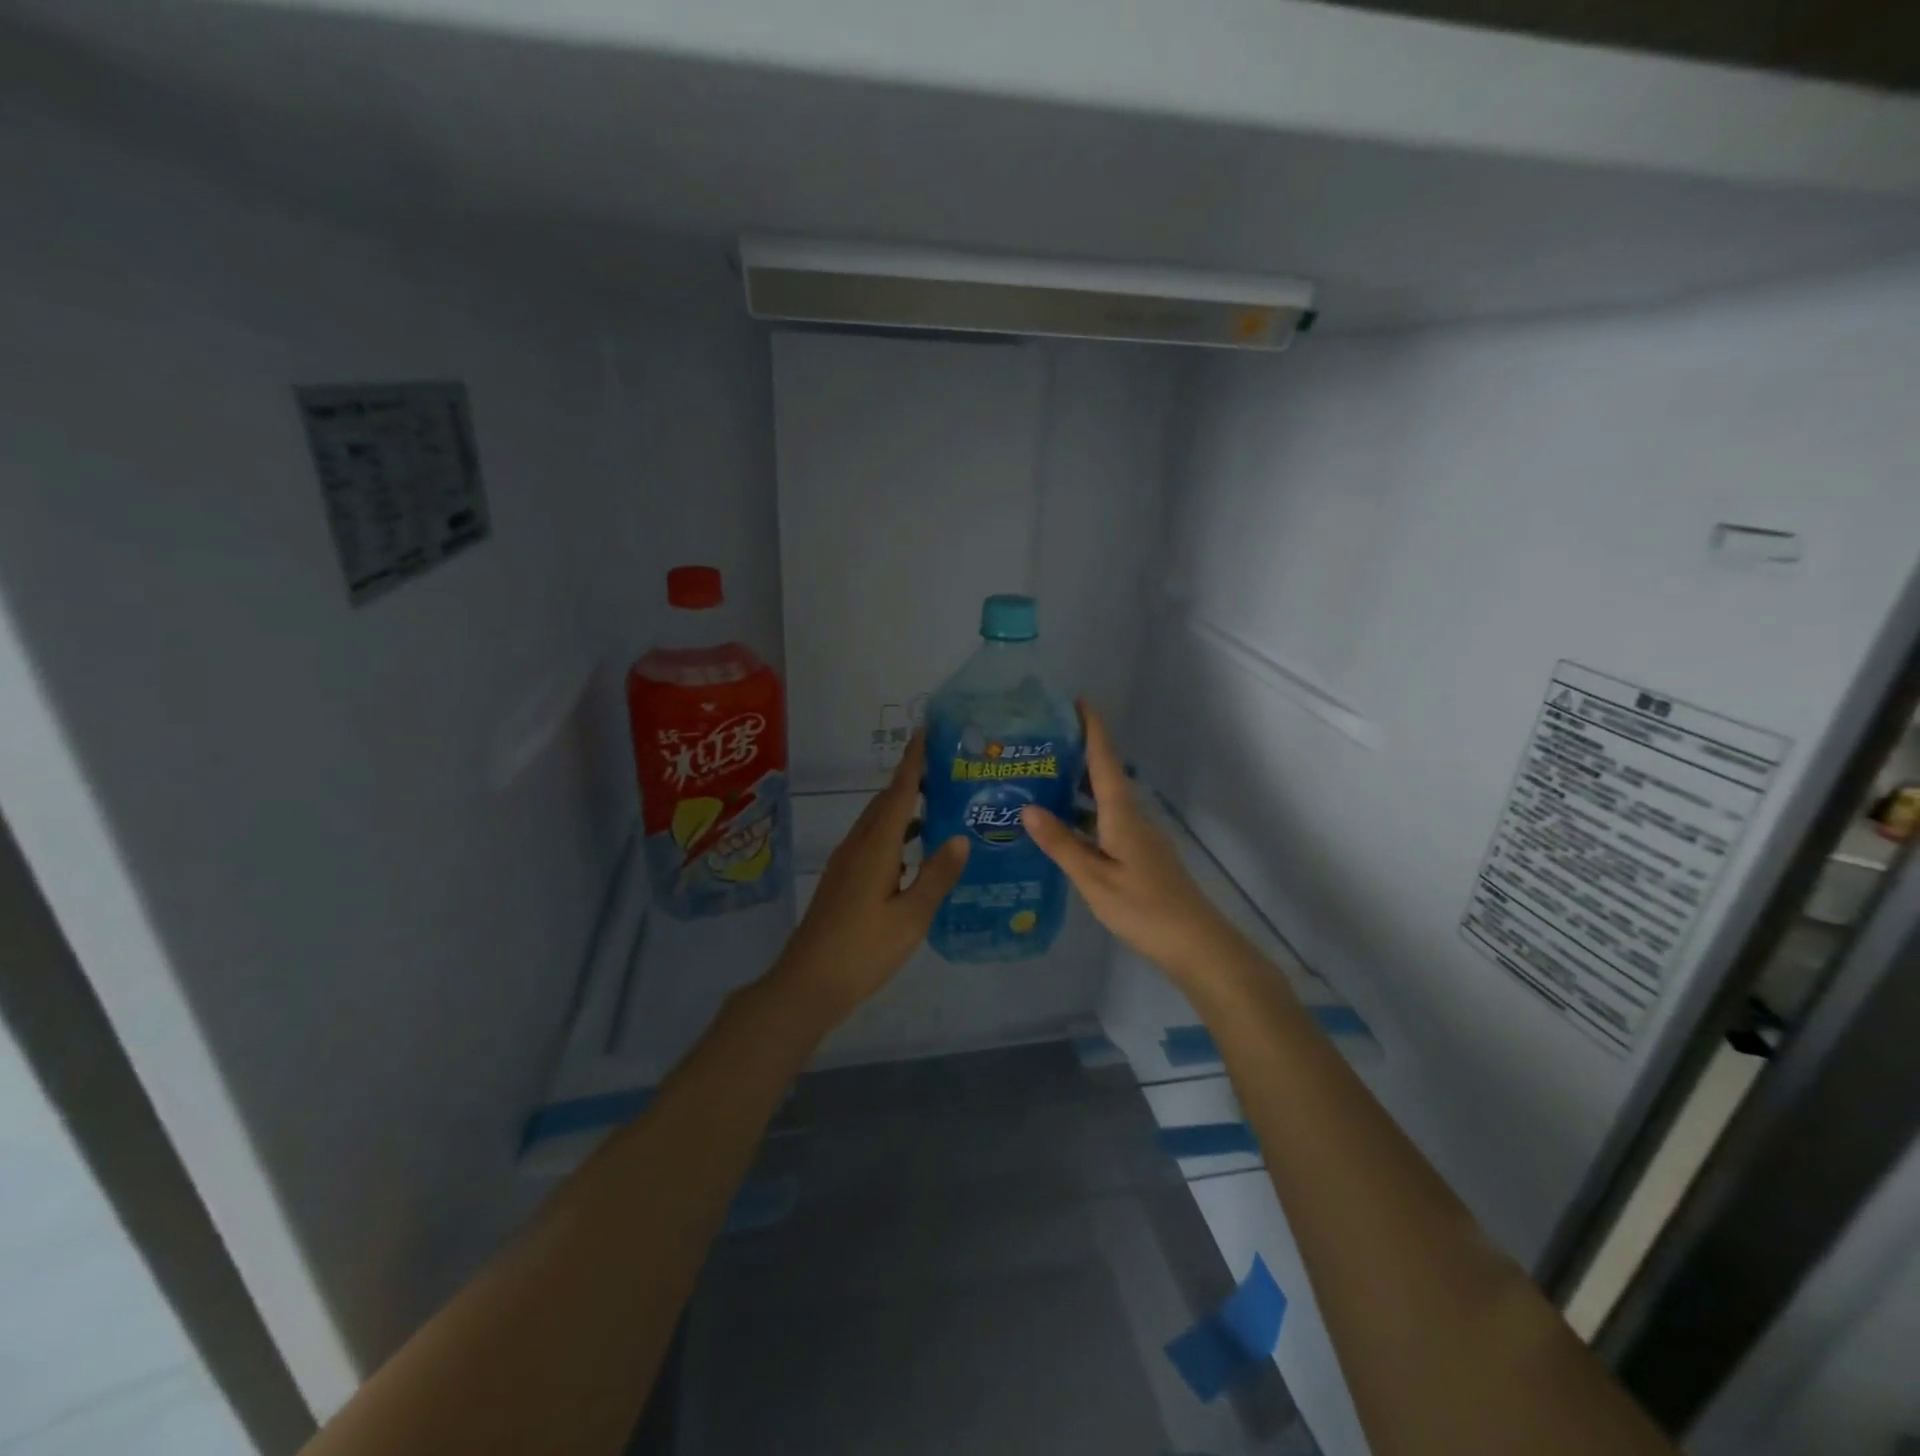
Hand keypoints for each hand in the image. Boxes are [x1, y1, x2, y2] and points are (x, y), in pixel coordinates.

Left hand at [769, 730, 968, 1028]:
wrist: (808, 983)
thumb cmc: (864, 949)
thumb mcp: (912, 916)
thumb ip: (937, 875)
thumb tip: (960, 837)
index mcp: (876, 848)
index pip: (898, 794)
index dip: (912, 762)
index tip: (924, 732)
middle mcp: (858, 846)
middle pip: (885, 803)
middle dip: (910, 780)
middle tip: (943, 768)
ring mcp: (845, 863)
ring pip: (877, 823)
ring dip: (902, 808)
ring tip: (935, 804)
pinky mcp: (841, 880)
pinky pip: (871, 841)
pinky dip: (894, 833)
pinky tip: (912, 851)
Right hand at [1021, 703, 1243, 983]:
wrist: (1195, 942)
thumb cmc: (1142, 907)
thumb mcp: (1093, 877)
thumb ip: (1061, 843)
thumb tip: (1028, 809)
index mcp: (1122, 814)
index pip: (1105, 760)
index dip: (1093, 729)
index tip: (1078, 700)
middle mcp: (1133, 816)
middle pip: (1104, 777)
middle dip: (1076, 757)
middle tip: (1038, 749)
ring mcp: (1140, 837)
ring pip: (1104, 802)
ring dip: (1077, 789)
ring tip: (1040, 786)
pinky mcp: (1142, 855)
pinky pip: (1108, 822)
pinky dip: (1085, 816)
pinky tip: (1064, 832)